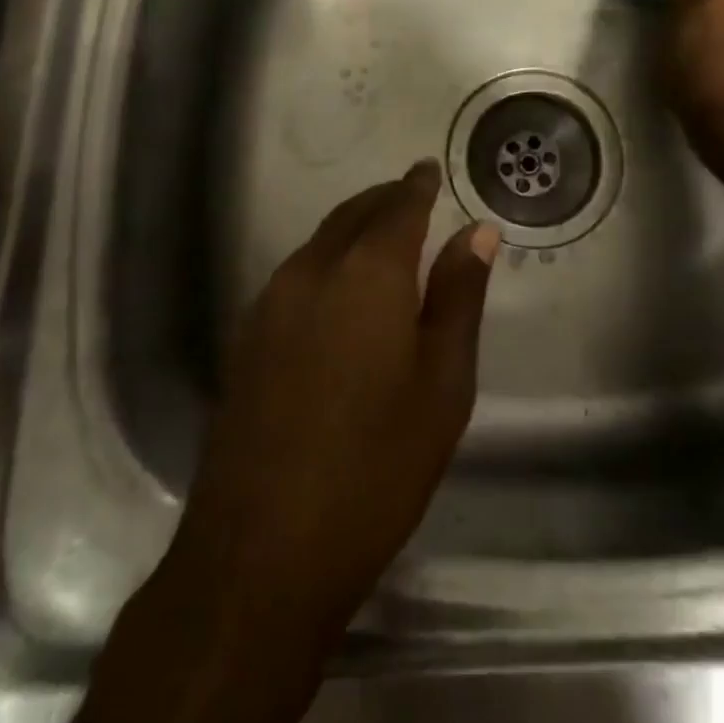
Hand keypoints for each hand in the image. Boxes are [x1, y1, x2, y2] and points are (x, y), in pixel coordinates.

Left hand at [167, 160, 498, 637]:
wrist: (260, 552)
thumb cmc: (376, 466)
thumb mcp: (442, 383)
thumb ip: (459, 297)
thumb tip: (478, 233)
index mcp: (367, 273)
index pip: (398, 207)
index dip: (417, 185)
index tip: (429, 170)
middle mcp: (311, 271)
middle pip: (352, 215)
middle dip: (384, 200)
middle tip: (411, 196)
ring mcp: (269, 303)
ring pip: (319, 242)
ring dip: (352, 228)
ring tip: (382, 238)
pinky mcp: (245, 338)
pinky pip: (295, 274)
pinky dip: (326, 261)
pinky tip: (340, 291)